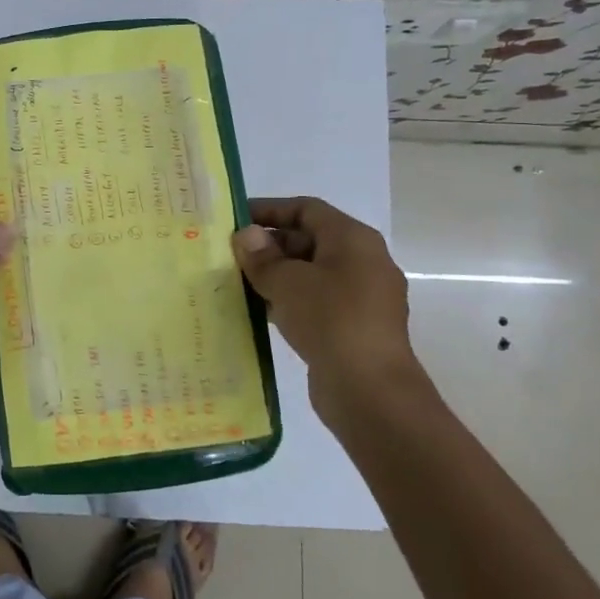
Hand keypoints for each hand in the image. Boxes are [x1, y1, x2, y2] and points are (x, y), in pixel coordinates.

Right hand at [231, 196, 422, 413]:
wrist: (369, 389)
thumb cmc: (330, 319)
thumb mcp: (287, 281)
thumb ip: (262, 256)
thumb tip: (247, 236)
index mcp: (353, 239)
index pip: (307, 209)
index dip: (269, 210)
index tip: (235, 219)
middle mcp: (363, 262)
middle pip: (310, 240)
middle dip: (270, 245)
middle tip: (230, 255)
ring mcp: (362, 297)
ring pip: (311, 274)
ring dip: (276, 275)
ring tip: (237, 282)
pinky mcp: (354, 327)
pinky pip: (317, 302)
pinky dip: (289, 300)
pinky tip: (260, 311)